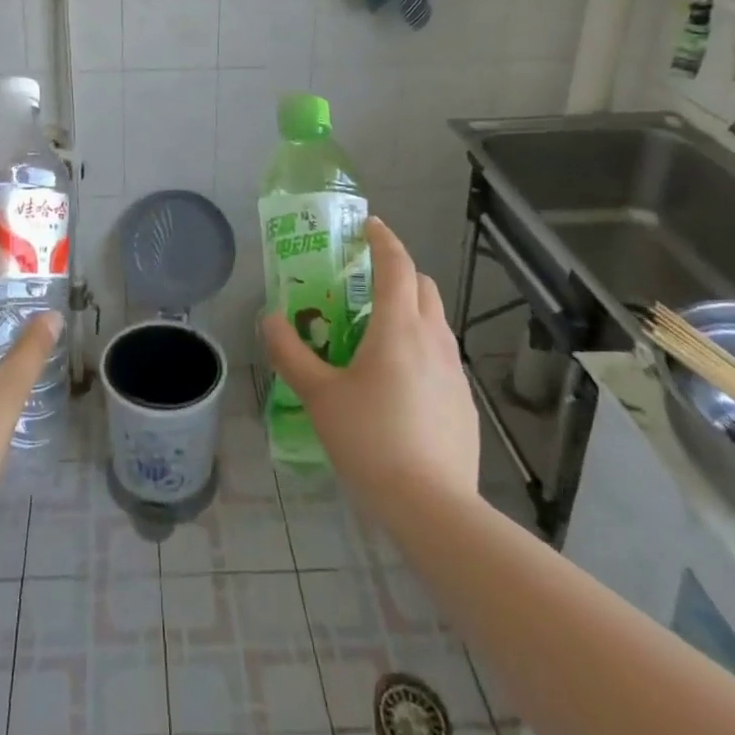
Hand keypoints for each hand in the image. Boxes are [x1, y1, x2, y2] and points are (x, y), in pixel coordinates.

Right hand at [263, 216, 480, 514]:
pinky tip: (398, 383)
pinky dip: (421, 347)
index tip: (368, 225)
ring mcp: (455, 371)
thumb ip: (290, 353)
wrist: (434, 508)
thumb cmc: (371, 440)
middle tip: (365, 283)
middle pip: (423, 285)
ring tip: (378, 333)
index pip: (397, 264)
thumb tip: (270, 319)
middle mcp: (433, 338)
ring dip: (411, 309)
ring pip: (435, 320)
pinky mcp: (464, 402)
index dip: (383, 239)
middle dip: (398, 272)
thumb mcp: (318, 396)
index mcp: (399, 326)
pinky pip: (442, 355)